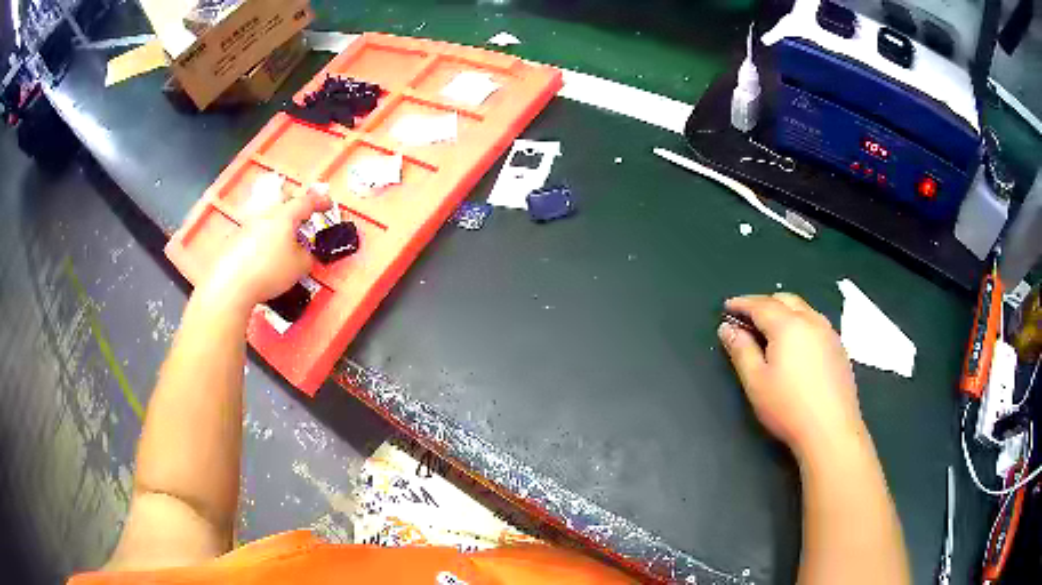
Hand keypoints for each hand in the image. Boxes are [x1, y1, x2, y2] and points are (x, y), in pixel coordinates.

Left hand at [202, 192, 331, 310]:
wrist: (230, 284)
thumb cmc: (269, 271)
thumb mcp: (299, 267)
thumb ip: (307, 256)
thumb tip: (304, 253)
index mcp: (284, 216)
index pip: (306, 202)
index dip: (319, 202)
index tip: (328, 205)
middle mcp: (265, 215)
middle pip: (282, 204)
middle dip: (294, 209)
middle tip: (302, 222)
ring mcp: (247, 226)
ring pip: (267, 220)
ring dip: (277, 228)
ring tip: (282, 246)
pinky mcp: (234, 241)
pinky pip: (254, 235)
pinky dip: (262, 242)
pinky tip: (263, 260)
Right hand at [719, 293, 865, 458]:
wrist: (831, 430)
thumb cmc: (788, 408)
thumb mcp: (756, 382)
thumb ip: (741, 351)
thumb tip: (727, 328)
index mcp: (788, 326)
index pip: (760, 305)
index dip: (742, 303)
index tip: (727, 307)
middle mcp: (811, 321)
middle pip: (785, 299)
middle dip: (764, 303)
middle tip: (747, 318)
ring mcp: (829, 333)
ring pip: (804, 309)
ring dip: (784, 311)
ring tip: (771, 329)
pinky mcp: (839, 348)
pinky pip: (816, 323)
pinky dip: (801, 323)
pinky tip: (797, 345)